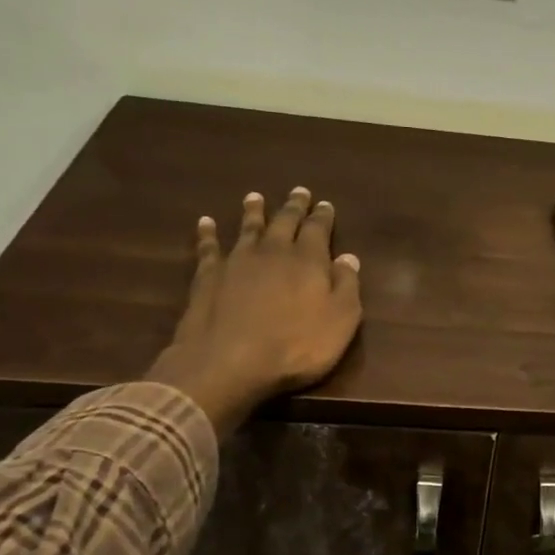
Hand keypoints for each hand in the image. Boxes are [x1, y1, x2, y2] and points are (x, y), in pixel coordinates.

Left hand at [146, 187, 362, 431]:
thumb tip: (348, 257)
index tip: (325, 204)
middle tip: (298, 192)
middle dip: (293, 207)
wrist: (230, 362)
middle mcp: (273, 251)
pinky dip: (208, 233)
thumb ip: (347, 286)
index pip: (318, 229)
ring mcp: (237, 261)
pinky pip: (209, 247)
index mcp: (308, 260)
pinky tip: (206, 223)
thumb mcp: (341, 321)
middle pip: (284, 222)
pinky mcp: (208, 276)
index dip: (323, 216)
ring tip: (255, 197)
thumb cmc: (297, 346)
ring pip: (248, 228)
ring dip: (253, 211)